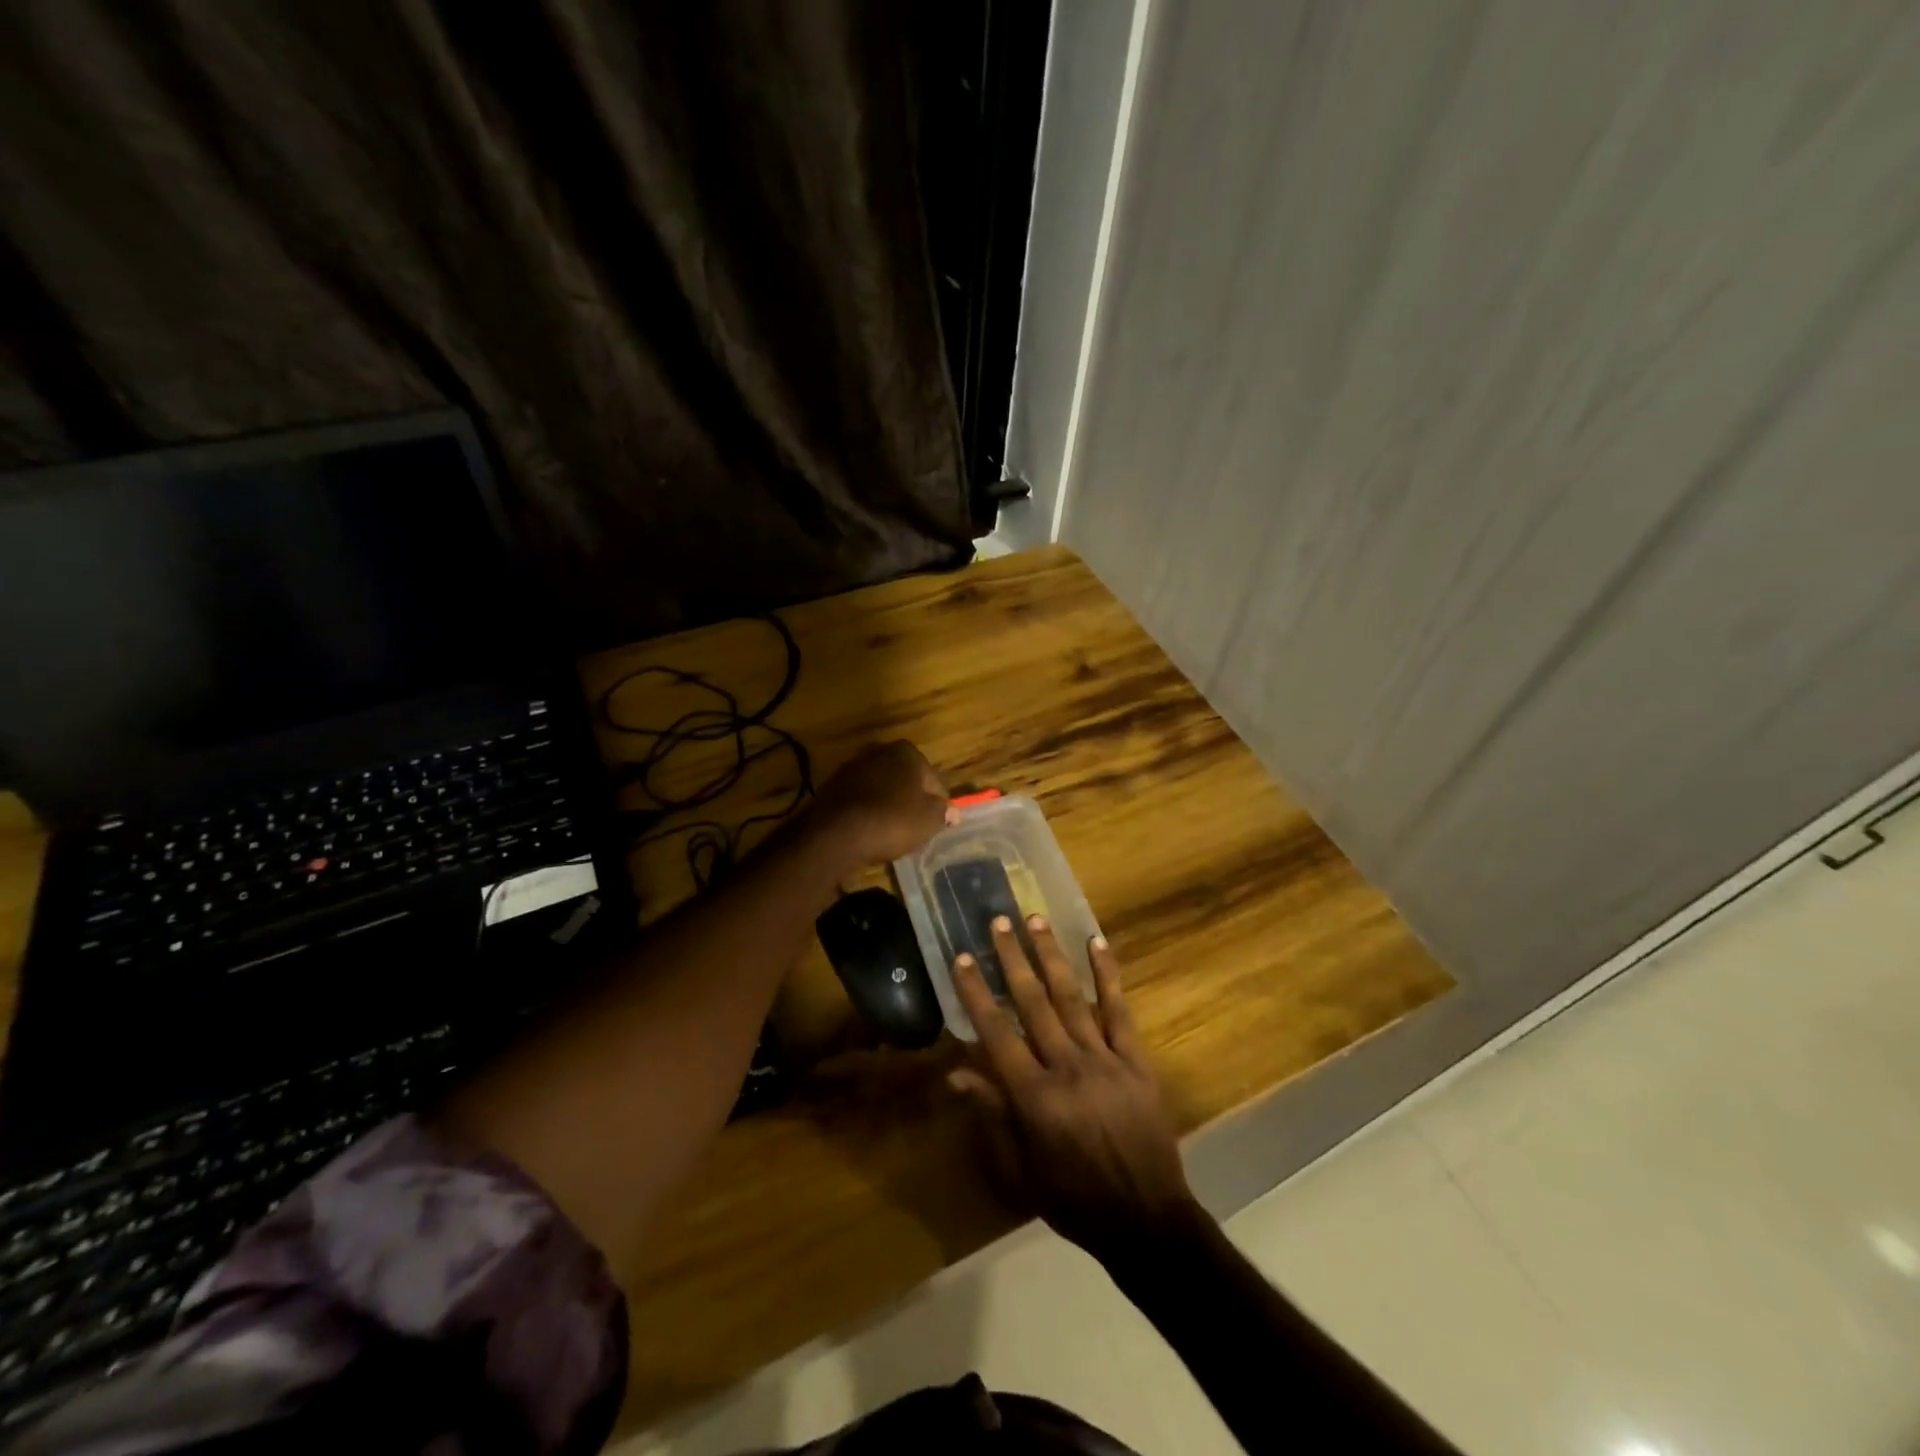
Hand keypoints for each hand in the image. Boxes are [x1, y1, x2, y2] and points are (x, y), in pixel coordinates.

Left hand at [810, 741, 950, 867]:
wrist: (835, 833)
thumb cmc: (892, 820)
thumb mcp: (929, 820)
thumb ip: (944, 812)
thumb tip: (953, 812)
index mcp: (907, 752)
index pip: (933, 780)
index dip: (938, 804)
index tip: (936, 824)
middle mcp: (878, 751)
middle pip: (904, 780)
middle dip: (909, 800)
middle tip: (914, 828)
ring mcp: (851, 767)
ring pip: (880, 788)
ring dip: (886, 805)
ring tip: (890, 833)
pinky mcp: (831, 786)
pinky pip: (858, 800)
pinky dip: (865, 812)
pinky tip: (867, 832)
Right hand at [948, 915, 1199, 1266]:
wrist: (1147, 1220)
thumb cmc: (1074, 1200)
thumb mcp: (1020, 1170)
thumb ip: (991, 1116)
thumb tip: (955, 1074)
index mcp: (1034, 1096)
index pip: (996, 1032)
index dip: (976, 992)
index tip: (962, 957)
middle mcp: (1066, 1067)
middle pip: (1033, 1002)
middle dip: (1012, 958)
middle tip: (998, 920)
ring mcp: (1105, 1060)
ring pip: (1072, 997)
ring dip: (1052, 955)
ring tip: (1036, 919)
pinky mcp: (1136, 1060)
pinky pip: (1119, 1011)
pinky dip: (1108, 975)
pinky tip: (1097, 943)